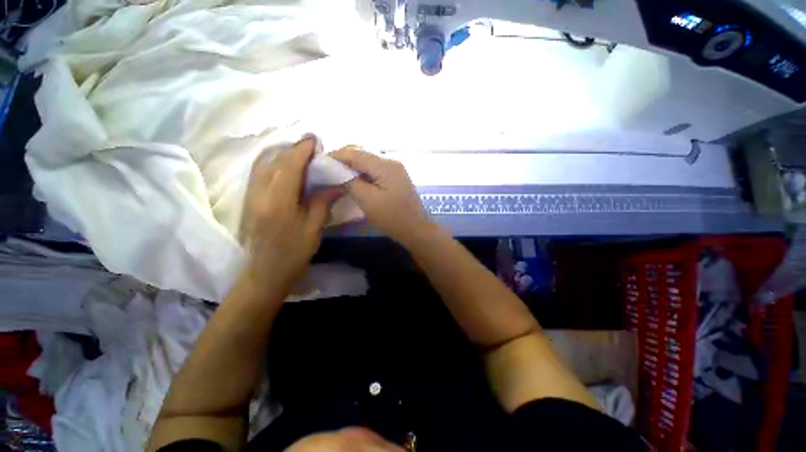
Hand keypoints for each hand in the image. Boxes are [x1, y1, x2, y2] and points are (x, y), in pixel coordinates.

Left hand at [241, 138, 340, 287]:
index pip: (289, 167)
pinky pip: (260, 173)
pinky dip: (273, 164)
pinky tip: (286, 168)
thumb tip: (335, 185)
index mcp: (278, 202)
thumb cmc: (294, 253)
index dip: (302, 151)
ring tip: (301, 155)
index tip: (314, 140)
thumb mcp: (313, 229)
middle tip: (312, 149)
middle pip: (274, 162)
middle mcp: (260, 194)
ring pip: (264, 165)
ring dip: (282, 155)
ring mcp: (251, 196)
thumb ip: (322, 203)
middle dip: (293, 150)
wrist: (266, 272)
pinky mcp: (249, 200)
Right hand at [330, 147, 433, 246]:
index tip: (318, 163)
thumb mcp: (368, 200)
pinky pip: (374, 170)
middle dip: (343, 160)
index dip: (335, 156)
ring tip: (335, 174)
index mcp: (385, 165)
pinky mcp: (395, 178)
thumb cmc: (392, 218)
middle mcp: (391, 162)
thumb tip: (336, 170)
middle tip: (325, 169)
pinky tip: (353, 180)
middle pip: (362, 154)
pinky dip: (362, 173)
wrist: (416, 230)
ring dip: (352, 166)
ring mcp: (395, 170)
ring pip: (368, 162)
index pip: (355, 153)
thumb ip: (350, 182)